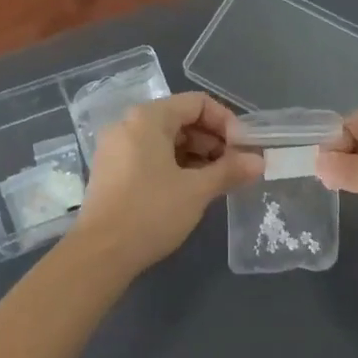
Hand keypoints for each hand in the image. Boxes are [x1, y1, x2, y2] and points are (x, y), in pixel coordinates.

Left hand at [74, 93, 262, 271]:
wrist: (99, 254)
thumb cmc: (150, 212)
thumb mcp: (197, 190)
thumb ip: (229, 170)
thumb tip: (259, 162)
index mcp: (148, 118)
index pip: (197, 103)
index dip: (226, 122)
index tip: (244, 148)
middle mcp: (128, 125)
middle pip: (181, 119)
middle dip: (212, 140)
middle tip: (235, 167)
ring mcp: (116, 148)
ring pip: (166, 140)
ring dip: (196, 155)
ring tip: (218, 180)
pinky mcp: (112, 171)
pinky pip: (150, 156)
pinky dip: (175, 166)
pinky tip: (192, 189)